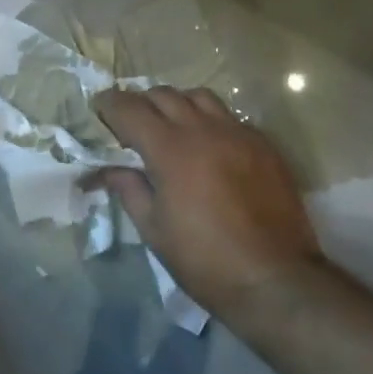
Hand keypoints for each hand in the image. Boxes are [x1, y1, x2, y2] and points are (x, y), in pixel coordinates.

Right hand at [91, 87, 321, 321]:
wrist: (274, 278)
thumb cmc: (203, 259)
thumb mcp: (153, 229)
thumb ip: (128, 189)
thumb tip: (106, 170)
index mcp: (171, 150)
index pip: (130, 109)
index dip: (109, 105)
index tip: (97, 109)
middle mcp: (205, 130)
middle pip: (164, 95)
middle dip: (140, 102)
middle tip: (128, 124)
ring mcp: (240, 134)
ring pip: (200, 97)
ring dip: (176, 104)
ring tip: (168, 127)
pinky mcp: (265, 146)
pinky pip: (230, 117)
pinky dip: (208, 120)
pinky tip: (206, 146)